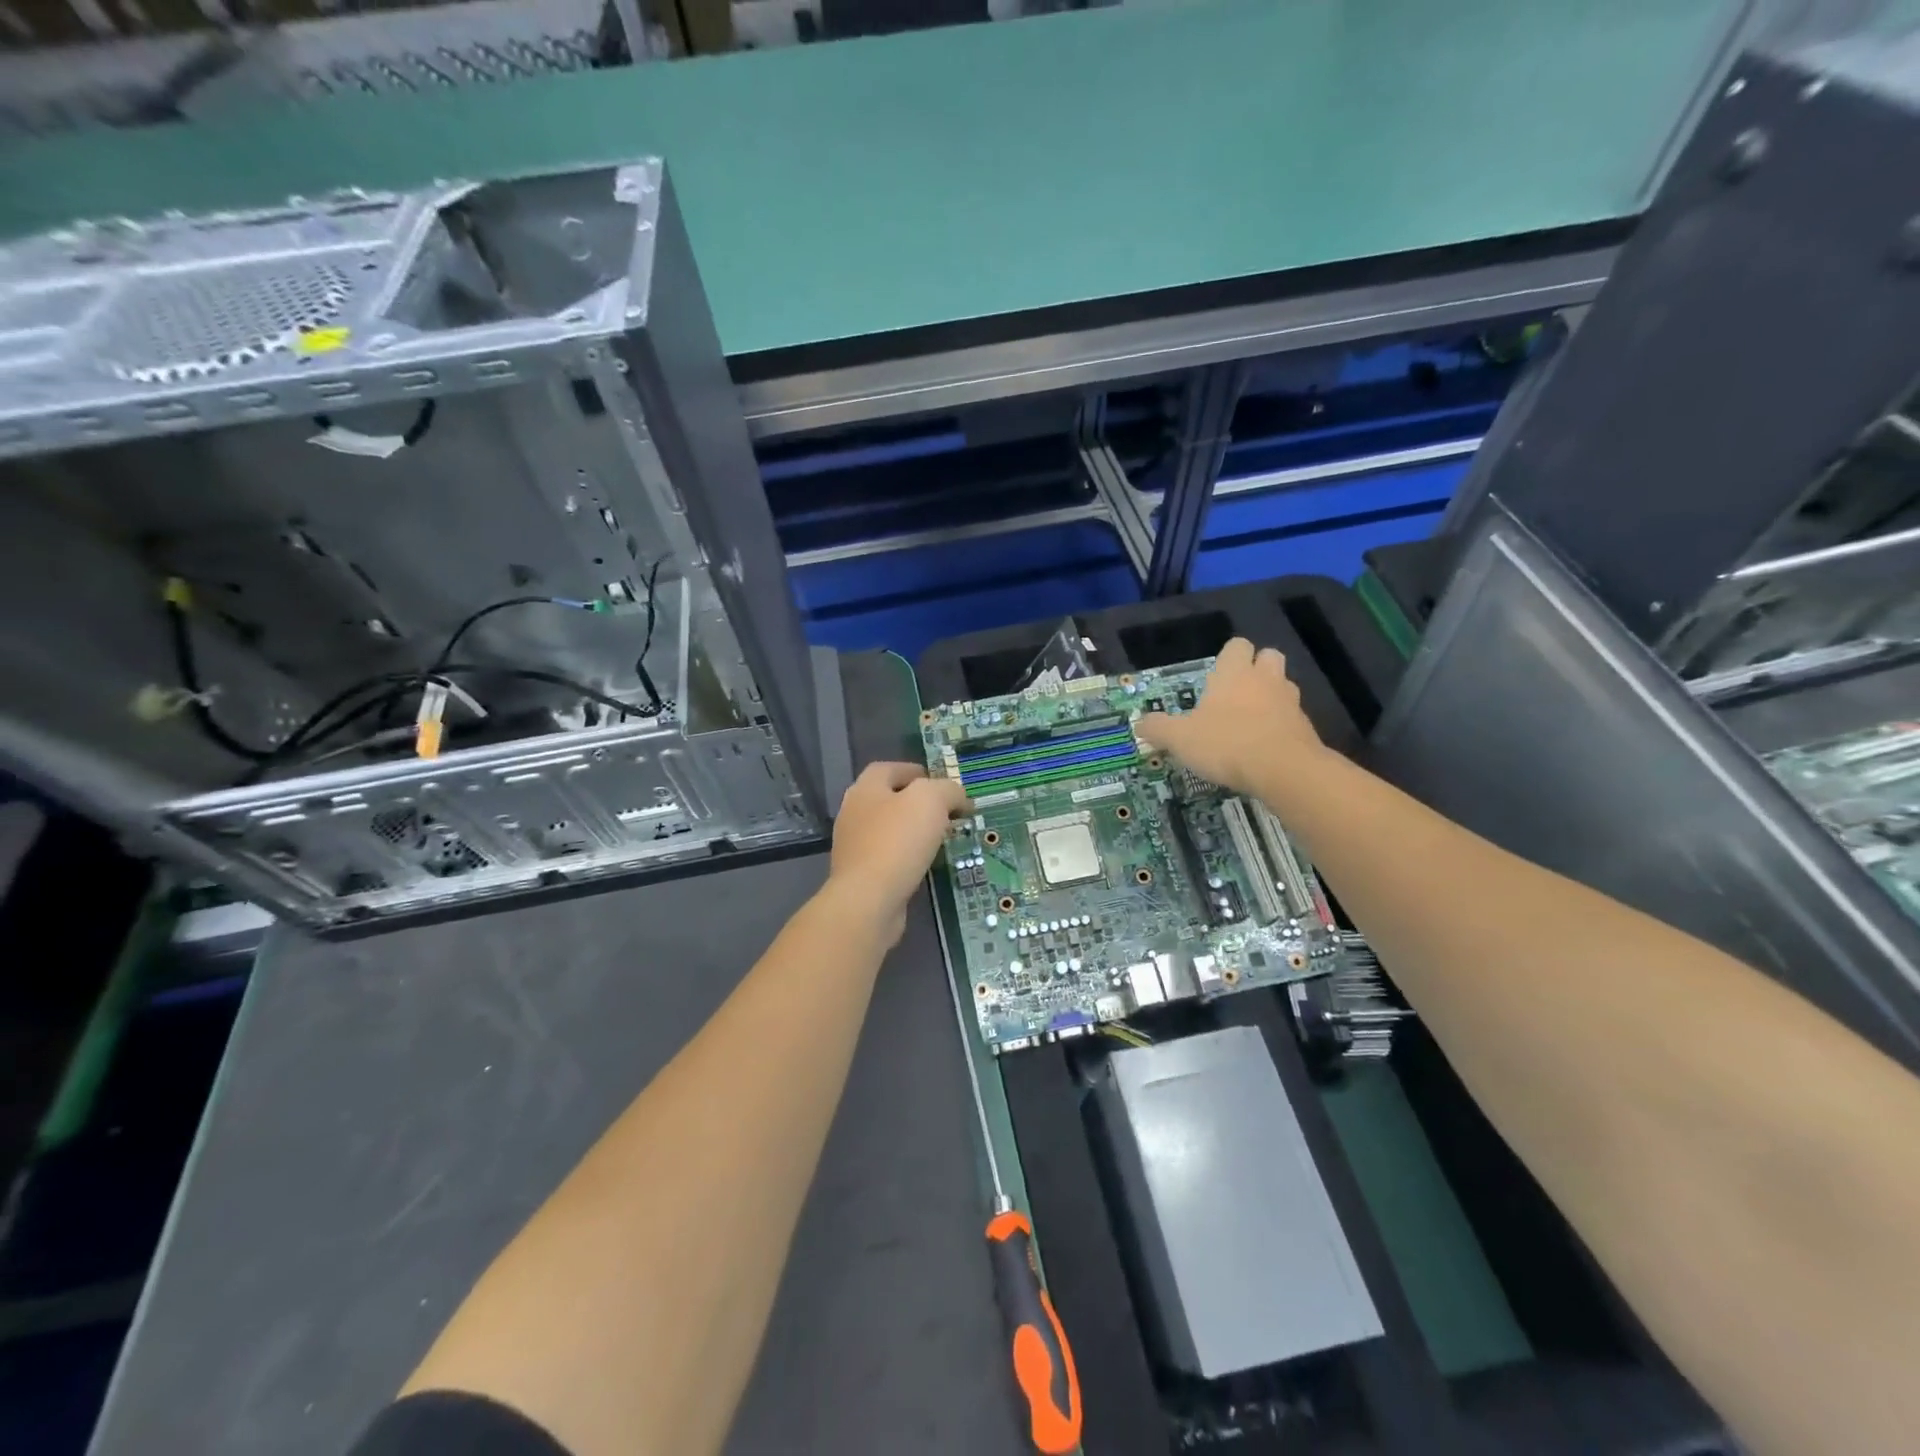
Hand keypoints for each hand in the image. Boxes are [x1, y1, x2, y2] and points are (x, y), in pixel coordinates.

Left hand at [827, 762, 969, 941]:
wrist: (868, 901)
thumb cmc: (898, 841)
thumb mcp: (932, 801)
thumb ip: (948, 790)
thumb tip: (959, 797)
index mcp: (866, 789)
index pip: (888, 769)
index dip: (914, 771)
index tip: (940, 783)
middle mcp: (854, 813)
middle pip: (888, 799)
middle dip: (918, 803)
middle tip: (947, 812)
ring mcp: (854, 846)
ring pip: (889, 830)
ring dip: (914, 831)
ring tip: (942, 838)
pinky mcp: (860, 875)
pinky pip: (889, 857)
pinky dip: (908, 856)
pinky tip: (926, 864)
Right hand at [1137, 638, 1325, 796]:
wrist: (1284, 771)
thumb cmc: (1226, 743)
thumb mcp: (1179, 738)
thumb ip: (1158, 728)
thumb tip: (1140, 723)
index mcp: (1234, 673)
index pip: (1237, 646)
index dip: (1228, 656)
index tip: (1215, 676)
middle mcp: (1265, 680)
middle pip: (1269, 657)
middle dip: (1256, 668)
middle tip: (1236, 693)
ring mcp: (1290, 703)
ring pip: (1283, 686)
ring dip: (1270, 697)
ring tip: (1250, 720)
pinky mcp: (1305, 729)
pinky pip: (1292, 718)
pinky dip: (1280, 726)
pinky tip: (1264, 747)